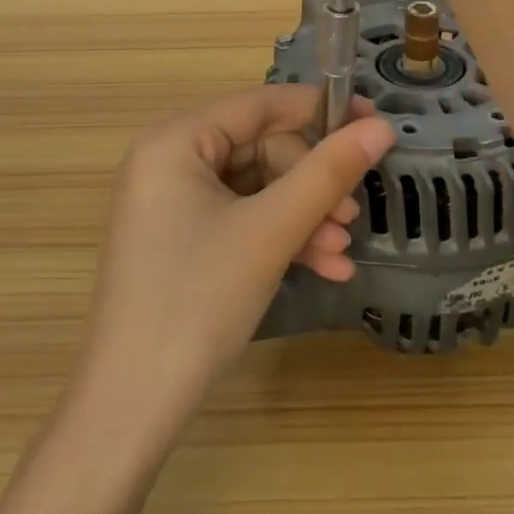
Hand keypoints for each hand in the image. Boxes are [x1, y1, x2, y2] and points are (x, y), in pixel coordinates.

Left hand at [75, 85, 395, 435]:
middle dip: (312, 186)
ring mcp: (171, 203)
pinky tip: (322, 268)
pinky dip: (279, 239)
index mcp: (176, 140)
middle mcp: (168, 160)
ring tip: (342, 253)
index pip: (262, 104)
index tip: (375, 123)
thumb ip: (328, 172)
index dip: (322, 110)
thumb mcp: (271, 230)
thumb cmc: (198, 300)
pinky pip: (241, 220)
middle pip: (262, 150)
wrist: (131, 409)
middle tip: (352, 217)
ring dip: (304, 217)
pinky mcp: (180, 240)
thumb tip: (382, 126)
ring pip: (257, 190)